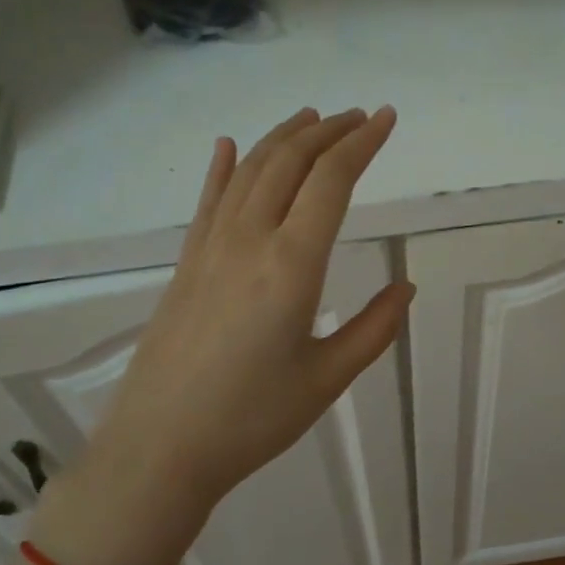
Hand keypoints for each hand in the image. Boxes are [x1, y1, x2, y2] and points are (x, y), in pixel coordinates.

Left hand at [33, 107, 413, 564]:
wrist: (159, 448)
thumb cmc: (252, 419)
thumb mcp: (327, 379)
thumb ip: (373, 329)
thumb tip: (405, 289)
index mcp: (291, 265)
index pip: (331, 182)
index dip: (362, 144)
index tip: (387, 119)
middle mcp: (248, 241)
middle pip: (290, 163)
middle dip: (328, 131)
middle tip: (359, 116)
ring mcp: (210, 248)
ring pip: (249, 172)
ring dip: (283, 138)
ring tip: (311, 119)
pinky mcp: (185, 265)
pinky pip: (208, 201)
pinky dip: (223, 167)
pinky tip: (229, 147)